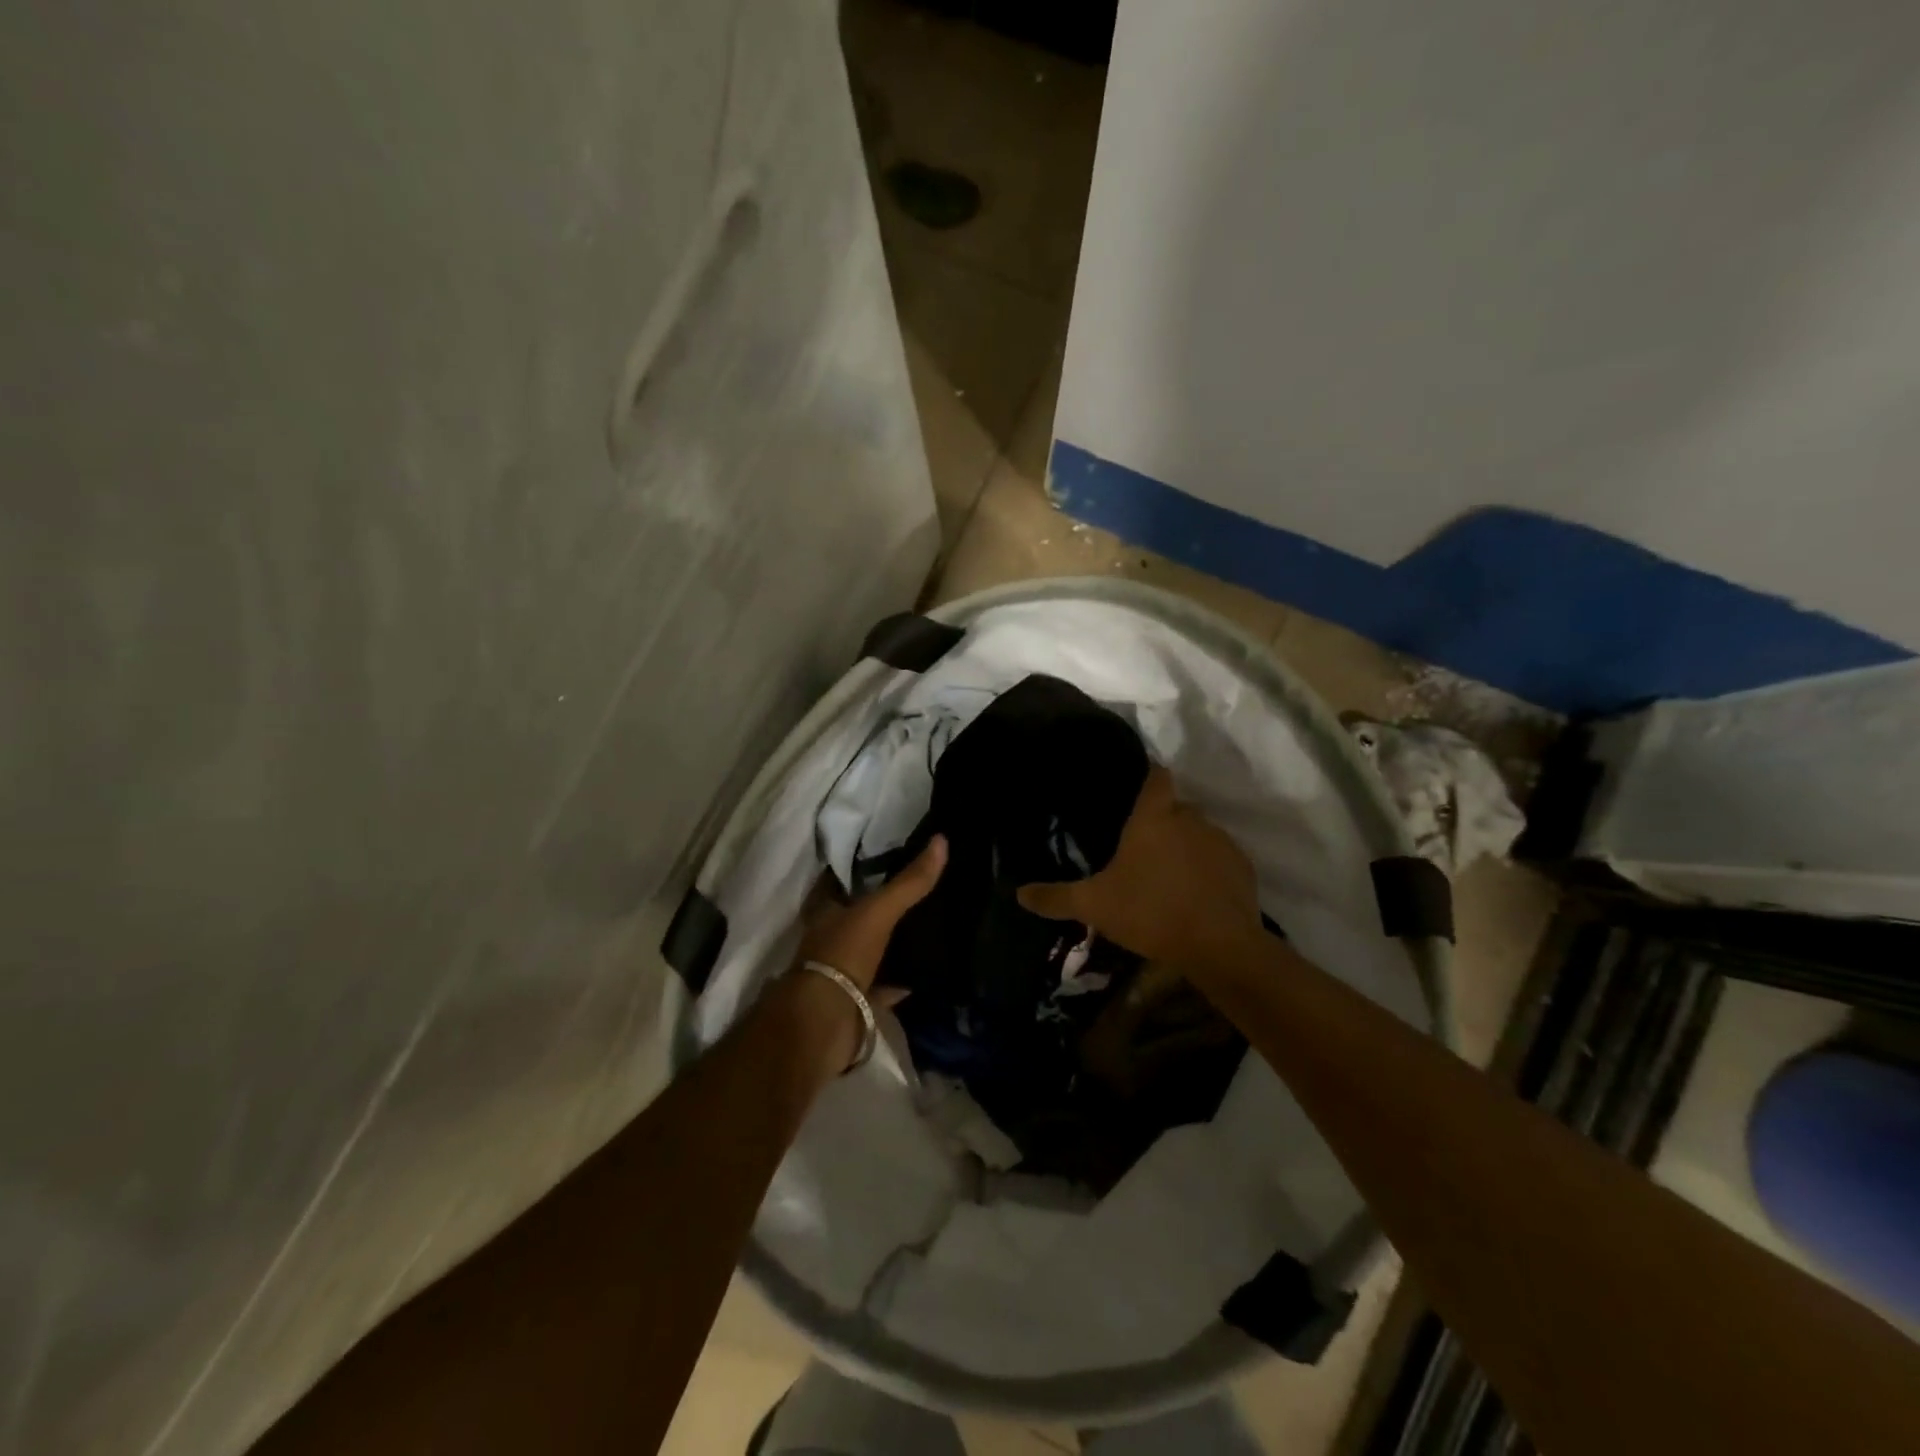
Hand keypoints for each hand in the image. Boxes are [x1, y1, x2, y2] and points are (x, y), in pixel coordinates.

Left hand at [779, 835, 946, 1073]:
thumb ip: (909, 882)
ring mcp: (841, 972)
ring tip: (929, 925)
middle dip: (882, 905)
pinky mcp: (856, 1001)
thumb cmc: (843, 954)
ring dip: (892, 943)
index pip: (841, 879)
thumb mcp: (878, 911)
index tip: (890, 853)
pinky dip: (901, 981)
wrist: (825, 1022)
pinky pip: (883, 986)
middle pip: (858, 915)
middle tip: (920, 887)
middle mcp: (830, 938)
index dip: (860, 866)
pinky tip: (927, 972)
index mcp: (825, 911)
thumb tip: (942, 840)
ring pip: (871, 950)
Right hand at [1017, 768, 1261, 968]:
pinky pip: (1220, 859)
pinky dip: (1208, 870)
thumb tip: (1018, 893)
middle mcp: (1190, 819)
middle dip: (1162, 822)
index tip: (1137, 788)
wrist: (1218, 946)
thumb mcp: (1094, 906)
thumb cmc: (1150, 912)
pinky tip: (1196, 895)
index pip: (1157, 776)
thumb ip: (1056, 897)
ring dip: (1186, 847)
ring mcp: (1221, 842)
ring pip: (1199, 833)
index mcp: (1154, 818)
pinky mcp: (1242, 868)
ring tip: (1168, 876)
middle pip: (1176, 808)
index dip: (1149, 777)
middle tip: (1141, 848)